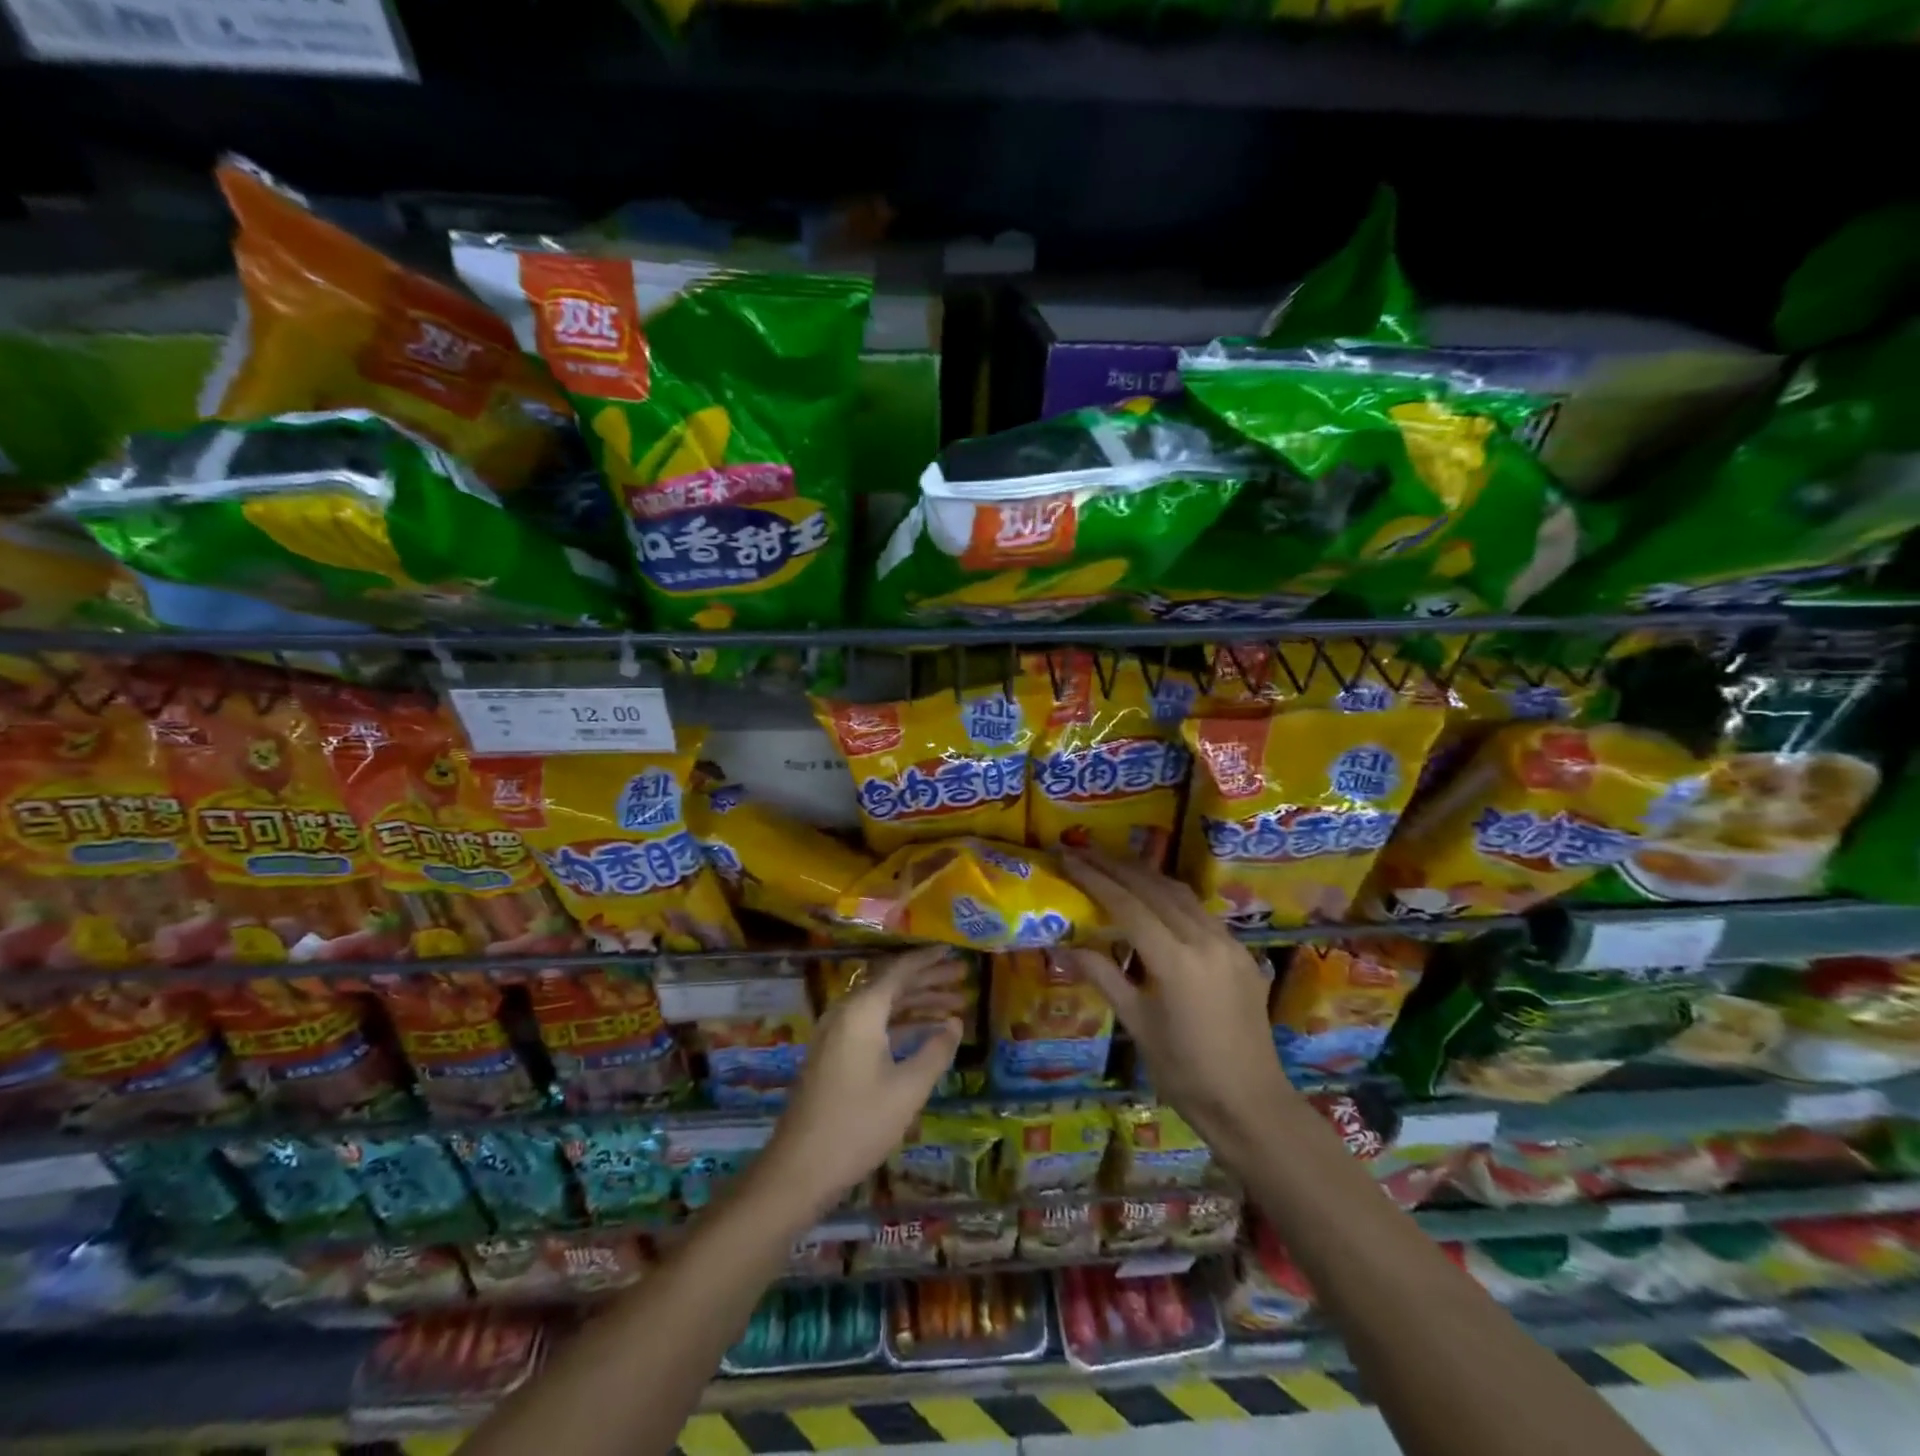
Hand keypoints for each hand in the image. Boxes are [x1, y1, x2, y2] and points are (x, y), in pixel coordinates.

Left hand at [762, 945, 966, 1217]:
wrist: (800, 1168)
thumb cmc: (858, 1124)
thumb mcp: (908, 1089)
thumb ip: (936, 1050)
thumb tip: (955, 1023)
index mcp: (862, 1011)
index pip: (900, 971)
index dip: (928, 961)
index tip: (953, 951)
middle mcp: (846, 1013)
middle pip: (891, 985)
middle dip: (928, 981)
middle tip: (962, 978)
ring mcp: (836, 1034)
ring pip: (883, 1007)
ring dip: (917, 1004)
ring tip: (955, 1007)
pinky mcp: (833, 1054)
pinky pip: (873, 1025)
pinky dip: (900, 1025)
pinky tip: (925, 1035)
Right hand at [1058, 850, 1290, 1149]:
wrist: (1250, 1104)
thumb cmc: (1184, 1072)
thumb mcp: (1136, 1024)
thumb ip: (1103, 976)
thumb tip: (1065, 946)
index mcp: (1176, 960)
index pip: (1127, 904)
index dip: (1094, 878)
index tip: (1067, 857)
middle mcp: (1205, 940)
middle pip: (1154, 887)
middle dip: (1115, 866)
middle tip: (1082, 851)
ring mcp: (1228, 942)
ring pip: (1180, 893)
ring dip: (1144, 875)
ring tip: (1112, 865)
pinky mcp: (1241, 952)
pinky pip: (1199, 911)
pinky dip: (1169, 896)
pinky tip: (1152, 899)